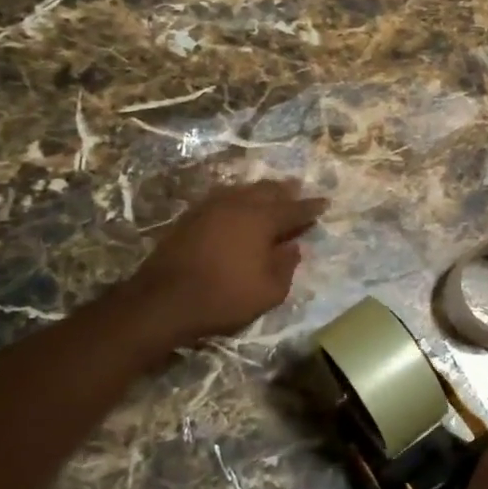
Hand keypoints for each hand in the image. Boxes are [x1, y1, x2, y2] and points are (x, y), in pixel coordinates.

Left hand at [127, 181, 326, 344]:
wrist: (163, 299)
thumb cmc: (223, 297)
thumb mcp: (269, 292)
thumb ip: (286, 266)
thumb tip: (293, 247)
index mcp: (262, 220)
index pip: (294, 209)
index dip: (311, 207)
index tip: (324, 203)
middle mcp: (239, 205)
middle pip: (268, 191)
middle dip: (286, 191)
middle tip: (297, 189)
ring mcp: (212, 207)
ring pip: (244, 190)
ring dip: (261, 191)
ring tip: (270, 192)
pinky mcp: (191, 216)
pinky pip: (223, 197)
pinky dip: (238, 198)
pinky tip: (238, 204)